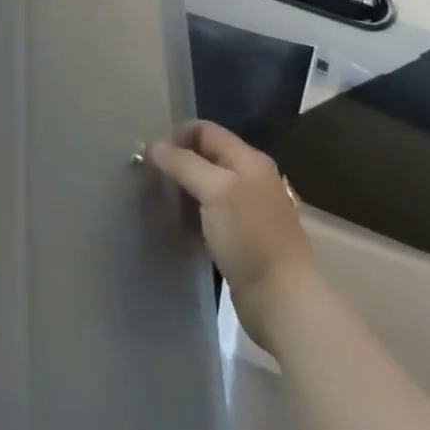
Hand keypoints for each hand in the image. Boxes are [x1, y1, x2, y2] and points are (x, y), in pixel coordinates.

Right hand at [149, 121, 317, 351]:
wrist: (281, 299)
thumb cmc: (249, 236)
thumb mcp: (215, 190)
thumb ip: (183, 164)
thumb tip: (153, 145)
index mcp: (248, 159)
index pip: (206, 130)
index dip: (177, 135)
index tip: (150, 154)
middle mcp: (249, 178)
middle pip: (205, 156)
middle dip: (177, 162)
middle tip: (148, 177)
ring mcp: (246, 209)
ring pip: (205, 186)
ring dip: (182, 189)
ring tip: (157, 200)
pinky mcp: (240, 237)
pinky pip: (208, 213)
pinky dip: (190, 213)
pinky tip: (175, 223)